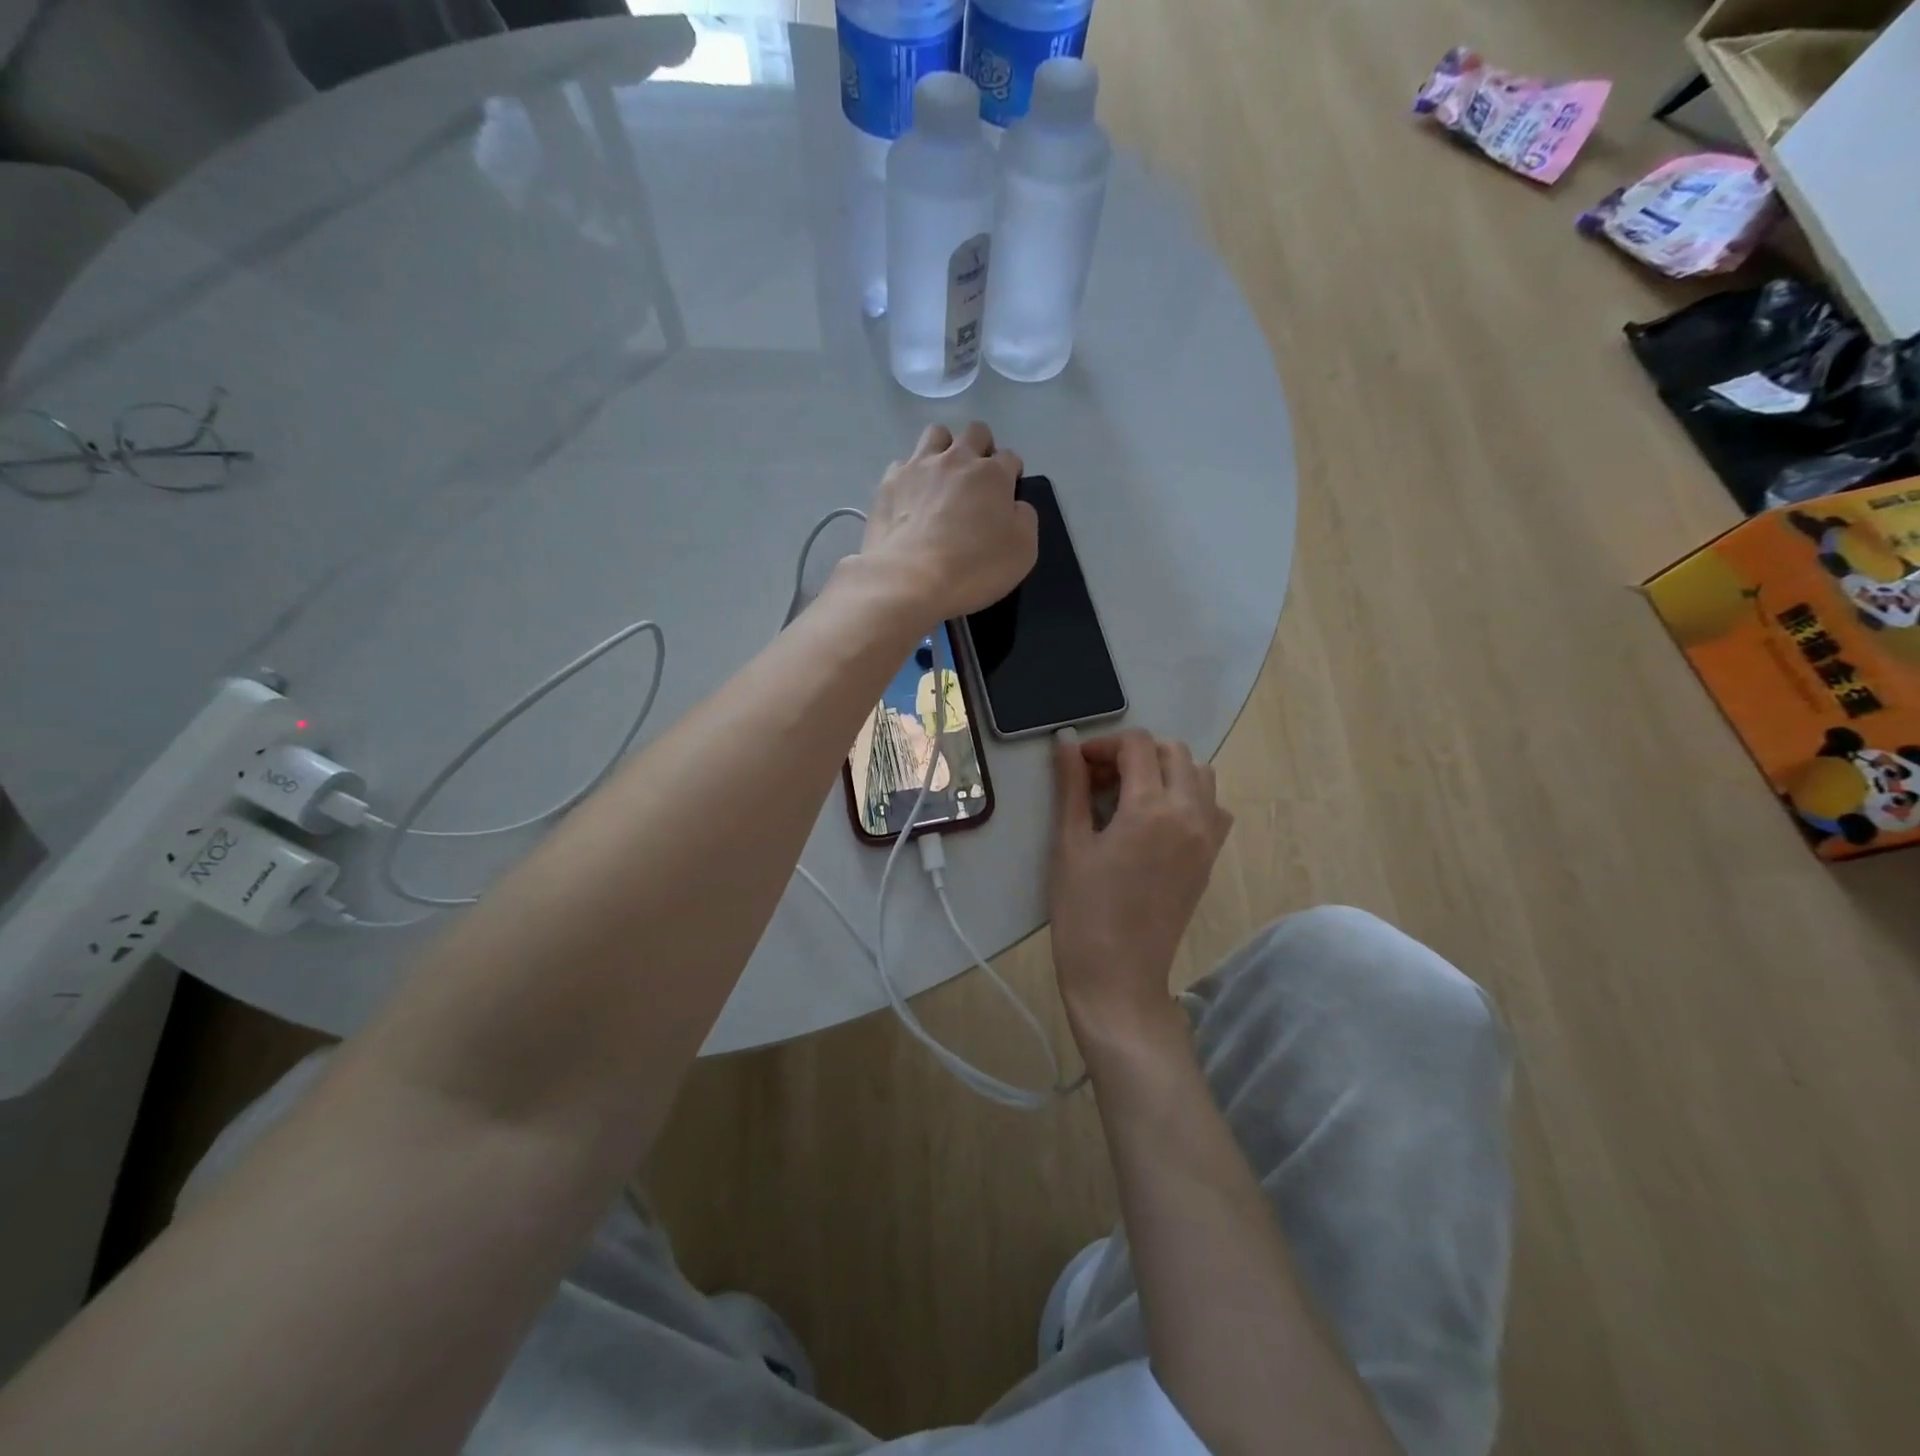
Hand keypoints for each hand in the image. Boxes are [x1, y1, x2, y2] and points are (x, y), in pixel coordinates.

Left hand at [859, 423, 1037, 621]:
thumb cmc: (973, 568)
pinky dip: (911, 474)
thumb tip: (1016, 506)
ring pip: (936, 434)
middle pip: (975, 433)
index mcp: (992, 474)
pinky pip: (903, 464)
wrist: (909, 580)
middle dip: (982, 448)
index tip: (1008, 493)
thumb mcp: (1023, 551)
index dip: (1012, 473)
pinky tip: (911, 497)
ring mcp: (918, 467)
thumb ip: (1025, 519)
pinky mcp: (889, 483)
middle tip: (978, 479)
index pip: (1010, 457)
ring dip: (945, 448)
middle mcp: (956, 459)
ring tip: (943, 477)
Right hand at [1049, 730, 1233, 1044]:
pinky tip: (1156, 820)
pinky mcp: (1211, 858)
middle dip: (1135, 753)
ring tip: (1129, 795)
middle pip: (1173, 752)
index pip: (1137, 746)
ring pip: (1199, 774)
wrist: (1119, 975)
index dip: (1103, 745)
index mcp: (1151, 808)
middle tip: (1099, 779)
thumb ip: (1072, 787)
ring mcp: (1207, 837)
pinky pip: (1212, 807)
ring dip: (1165, 770)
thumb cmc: (1083, 911)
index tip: (1077, 764)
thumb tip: (1066, 743)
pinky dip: (1188, 796)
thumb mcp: (1069, 844)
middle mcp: (1190, 814)